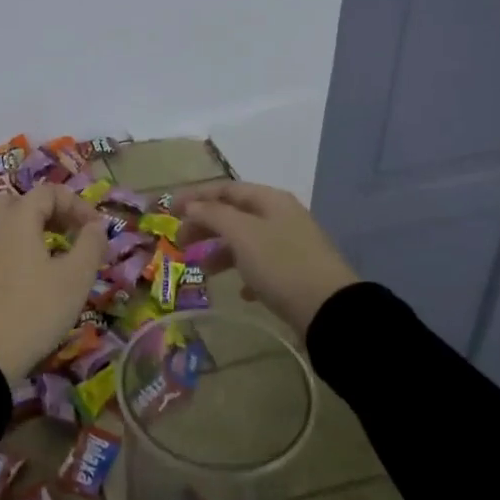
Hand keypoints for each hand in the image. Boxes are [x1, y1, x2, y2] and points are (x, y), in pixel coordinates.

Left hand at [0, 184, 108, 380]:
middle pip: (22, 201)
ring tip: (52, 251)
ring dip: (30, 227)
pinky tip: (29, 272)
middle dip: (51, 211)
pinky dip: (14, 244)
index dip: (77, 204)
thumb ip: (91, 245)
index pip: (48, 192)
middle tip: (71, 234)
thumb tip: (96, 226)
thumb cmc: (34, 311)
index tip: (96, 229)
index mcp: (16, 217)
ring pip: (4, 220)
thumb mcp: (75, 279)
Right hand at [174, 181, 358, 336]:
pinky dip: (245, 273)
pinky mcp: (296, 273)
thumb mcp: (242, 235)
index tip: (169, 210)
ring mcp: (291, 244)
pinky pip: (262, 266)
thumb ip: (213, 215)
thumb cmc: (281, 264)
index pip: (225, 189)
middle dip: (205, 226)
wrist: (330, 310)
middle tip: (181, 243)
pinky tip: (240, 292)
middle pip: (234, 213)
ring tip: (205, 271)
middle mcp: (281, 216)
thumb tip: (191, 205)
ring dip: (222, 251)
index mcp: (270, 200)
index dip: (196, 196)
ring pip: (246, 240)